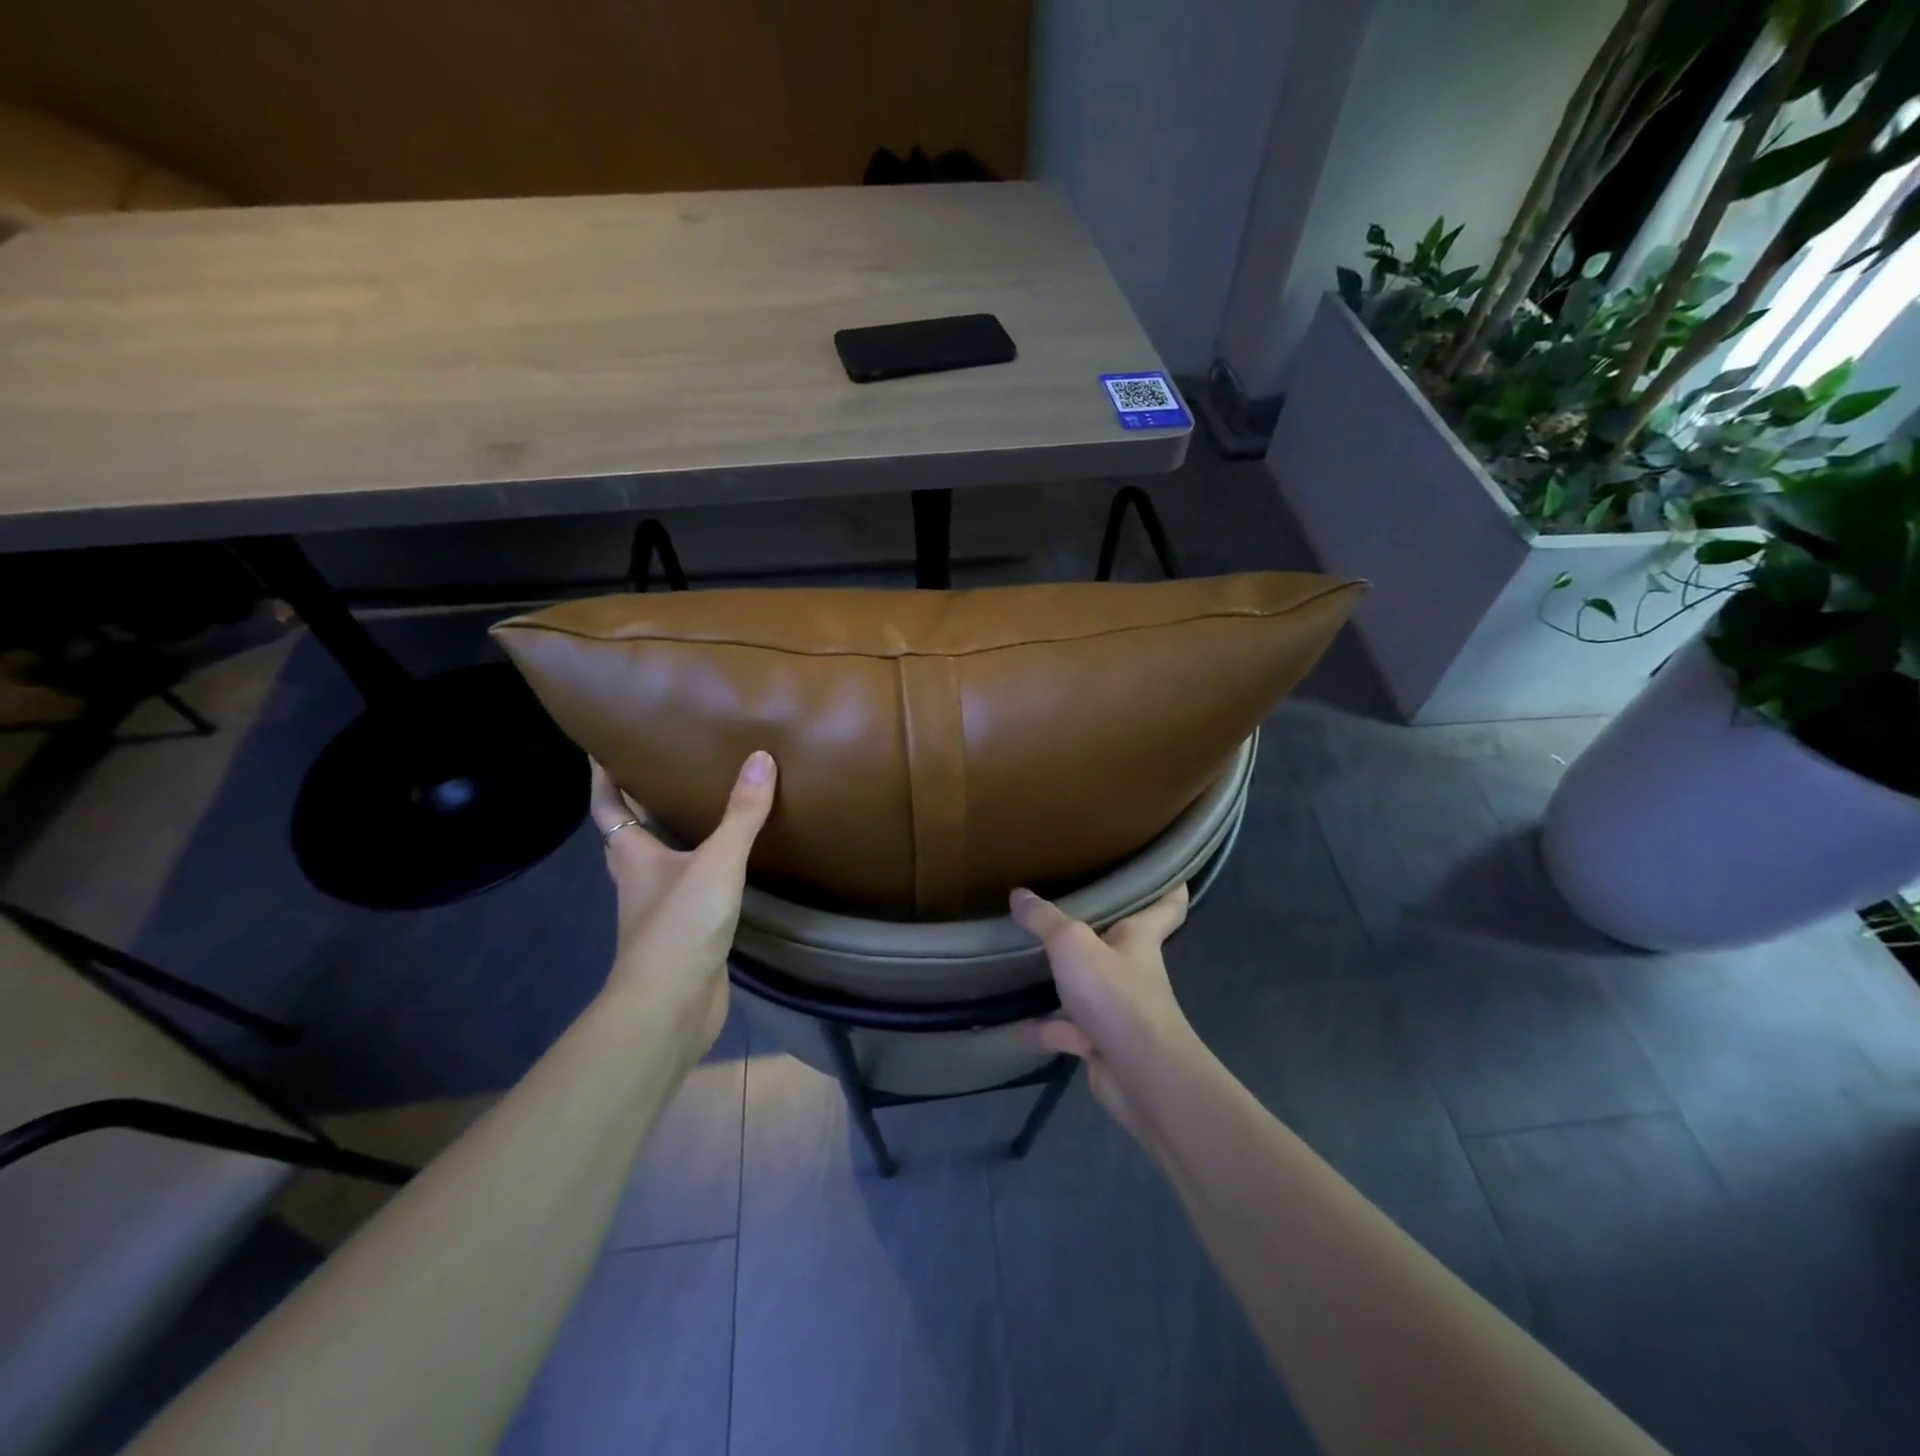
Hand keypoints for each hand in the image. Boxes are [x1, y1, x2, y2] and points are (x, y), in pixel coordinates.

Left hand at [588, 751, 776, 1054]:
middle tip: (662, 769)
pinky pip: (687, 890)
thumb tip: (761, 759)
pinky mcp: (682, 933)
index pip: (609, 807)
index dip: (604, 777)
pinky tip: (725, 865)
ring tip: (698, 808)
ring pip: (658, 863)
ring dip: (669, 838)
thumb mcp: (717, 862)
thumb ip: (741, 814)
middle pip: (628, 834)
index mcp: (632, 856)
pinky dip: (698, 871)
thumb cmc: (680, 925)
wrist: (672, 1005)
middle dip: (638, 804)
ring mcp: (658, 910)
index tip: (602, 747)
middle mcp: (638, 879)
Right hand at [1010, 885, 1206, 1149]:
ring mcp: (1118, 1010)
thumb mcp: (1072, 944)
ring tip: (1027, 962)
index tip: (1169, 871)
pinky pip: (1066, 1030)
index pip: (1167, 906)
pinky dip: (1042, 1029)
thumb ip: (1044, 919)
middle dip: (1099, 928)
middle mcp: (1133, 970)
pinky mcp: (1101, 1044)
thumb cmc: (1116, 995)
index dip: (1170, 887)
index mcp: (1139, 938)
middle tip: (1068, 905)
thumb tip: (1019, 894)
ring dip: (1063, 980)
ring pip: (1088, 987)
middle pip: (1120, 943)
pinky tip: (1012, 1025)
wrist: (1140, 1076)